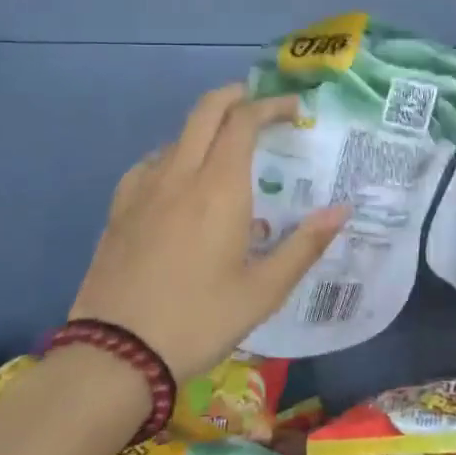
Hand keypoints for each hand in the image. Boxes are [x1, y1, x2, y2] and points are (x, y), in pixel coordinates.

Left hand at [70, 83, 348, 381]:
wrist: (113, 358)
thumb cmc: (199, 320)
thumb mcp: (264, 291)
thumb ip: (305, 245)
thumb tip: (342, 210)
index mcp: (219, 188)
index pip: (244, 121)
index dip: (271, 105)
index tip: (294, 111)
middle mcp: (180, 175)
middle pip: (205, 110)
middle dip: (236, 96)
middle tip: (261, 106)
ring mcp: (143, 190)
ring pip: (178, 135)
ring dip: (207, 128)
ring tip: (228, 153)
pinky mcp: (119, 210)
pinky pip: (151, 163)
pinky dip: (175, 155)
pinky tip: (181, 183)